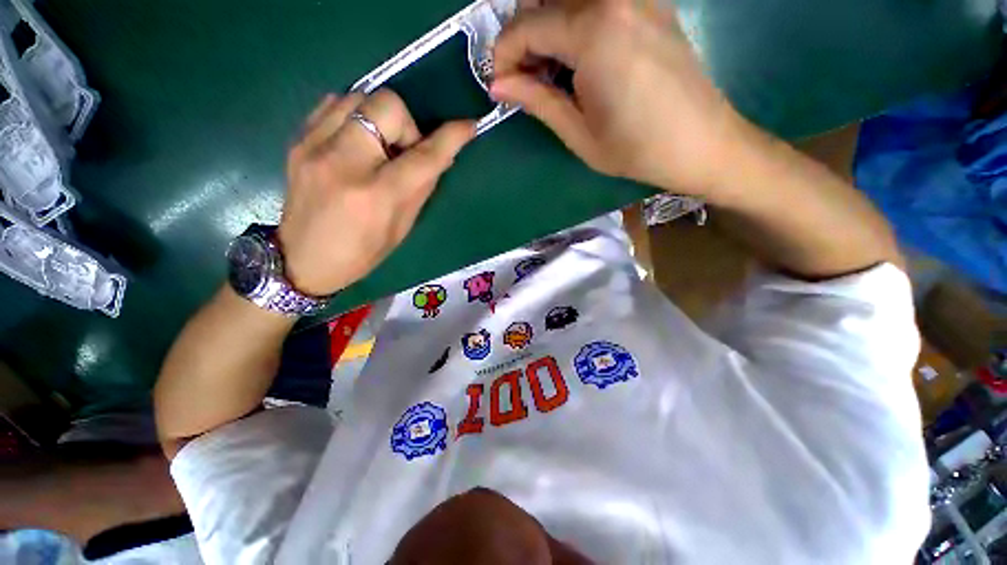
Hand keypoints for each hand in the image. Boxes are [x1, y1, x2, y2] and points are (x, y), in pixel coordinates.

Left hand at [278, 91, 474, 295]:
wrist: (302, 259)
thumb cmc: (362, 252)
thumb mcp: (402, 227)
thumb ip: (421, 187)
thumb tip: (438, 156)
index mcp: (376, 195)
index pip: (423, 156)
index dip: (451, 138)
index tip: (468, 126)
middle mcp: (343, 162)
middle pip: (386, 105)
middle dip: (406, 125)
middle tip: (403, 152)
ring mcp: (313, 146)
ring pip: (359, 96)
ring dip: (380, 118)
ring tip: (378, 147)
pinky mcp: (297, 140)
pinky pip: (334, 103)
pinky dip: (355, 115)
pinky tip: (356, 140)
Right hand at [492, 0, 744, 194]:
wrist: (702, 143)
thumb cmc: (637, 149)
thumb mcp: (579, 134)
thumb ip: (537, 101)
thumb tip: (499, 85)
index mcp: (594, 31)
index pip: (526, 25)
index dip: (504, 56)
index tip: (501, 85)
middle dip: (525, 35)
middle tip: (527, 77)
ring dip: (549, 25)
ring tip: (553, 70)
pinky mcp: (651, 3)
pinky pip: (597, 1)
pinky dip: (576, 21)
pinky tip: (581, 57)